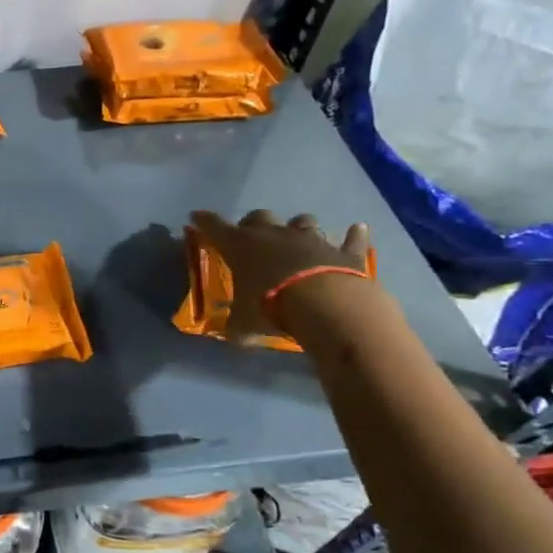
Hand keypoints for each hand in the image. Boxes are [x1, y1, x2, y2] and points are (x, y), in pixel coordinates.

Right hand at [191, 209, 372, 341]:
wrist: (324, 303)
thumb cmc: (270, 307)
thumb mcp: (243, 322)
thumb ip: (238, 325)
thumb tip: (235, 336)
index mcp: (241, 247)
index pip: (215, 228)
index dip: (204, 222)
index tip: (196, 216)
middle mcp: (274, 235)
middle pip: (259, 217)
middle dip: (254, 224)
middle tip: (252, 237)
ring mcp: (311, 240)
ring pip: (302, 221)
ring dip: (297, 227)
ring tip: (297, 238)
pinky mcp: (343, 252)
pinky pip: (350, 239)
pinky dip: (353, 235)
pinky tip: (356, 229)